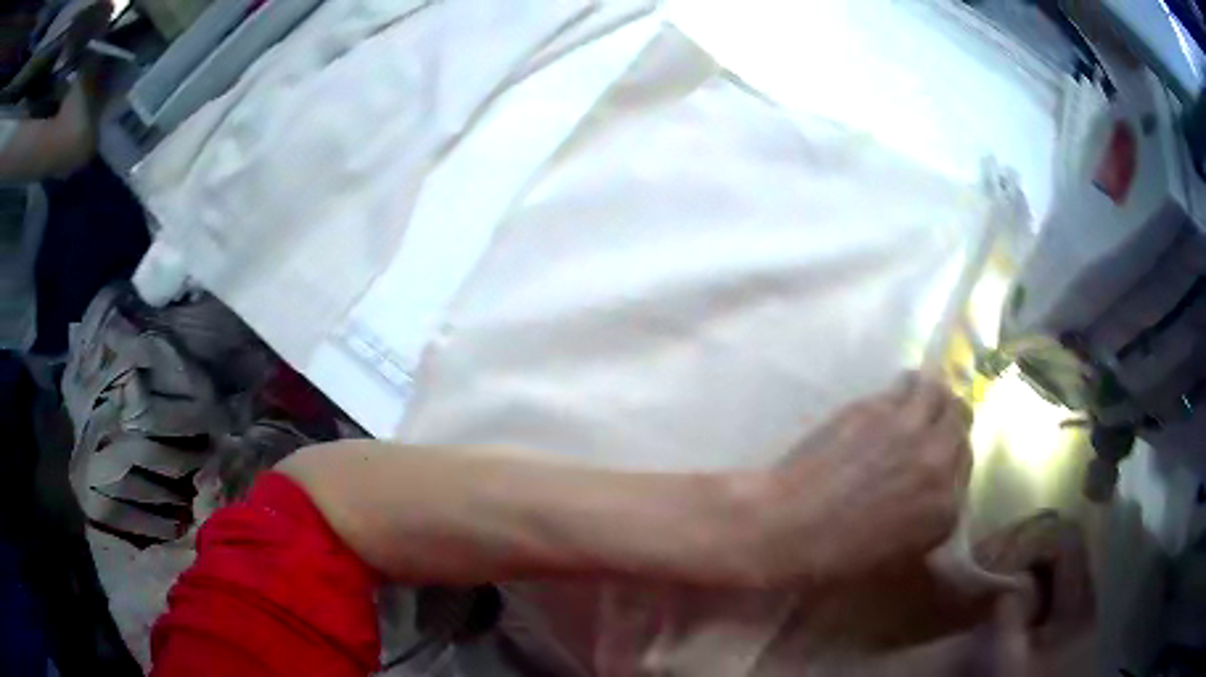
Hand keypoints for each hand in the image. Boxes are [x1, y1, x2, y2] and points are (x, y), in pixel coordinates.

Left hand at [755, 372, 972, 585]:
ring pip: (937, 391)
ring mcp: (908, 429)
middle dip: (950, 419)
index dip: (953, 457)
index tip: (940, 456)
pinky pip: (904, 384)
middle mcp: (937, 461)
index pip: (966, 465)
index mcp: (944, 508)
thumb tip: (932, 493)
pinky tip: (892, 398)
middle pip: (960, 419)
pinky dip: (904, 388)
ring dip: (931, 395)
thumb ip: (927, 518)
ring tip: (918, 401)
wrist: (788, 528)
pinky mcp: (877, 408)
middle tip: (934, 422)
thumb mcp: (897, 554)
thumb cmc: (836, 557)